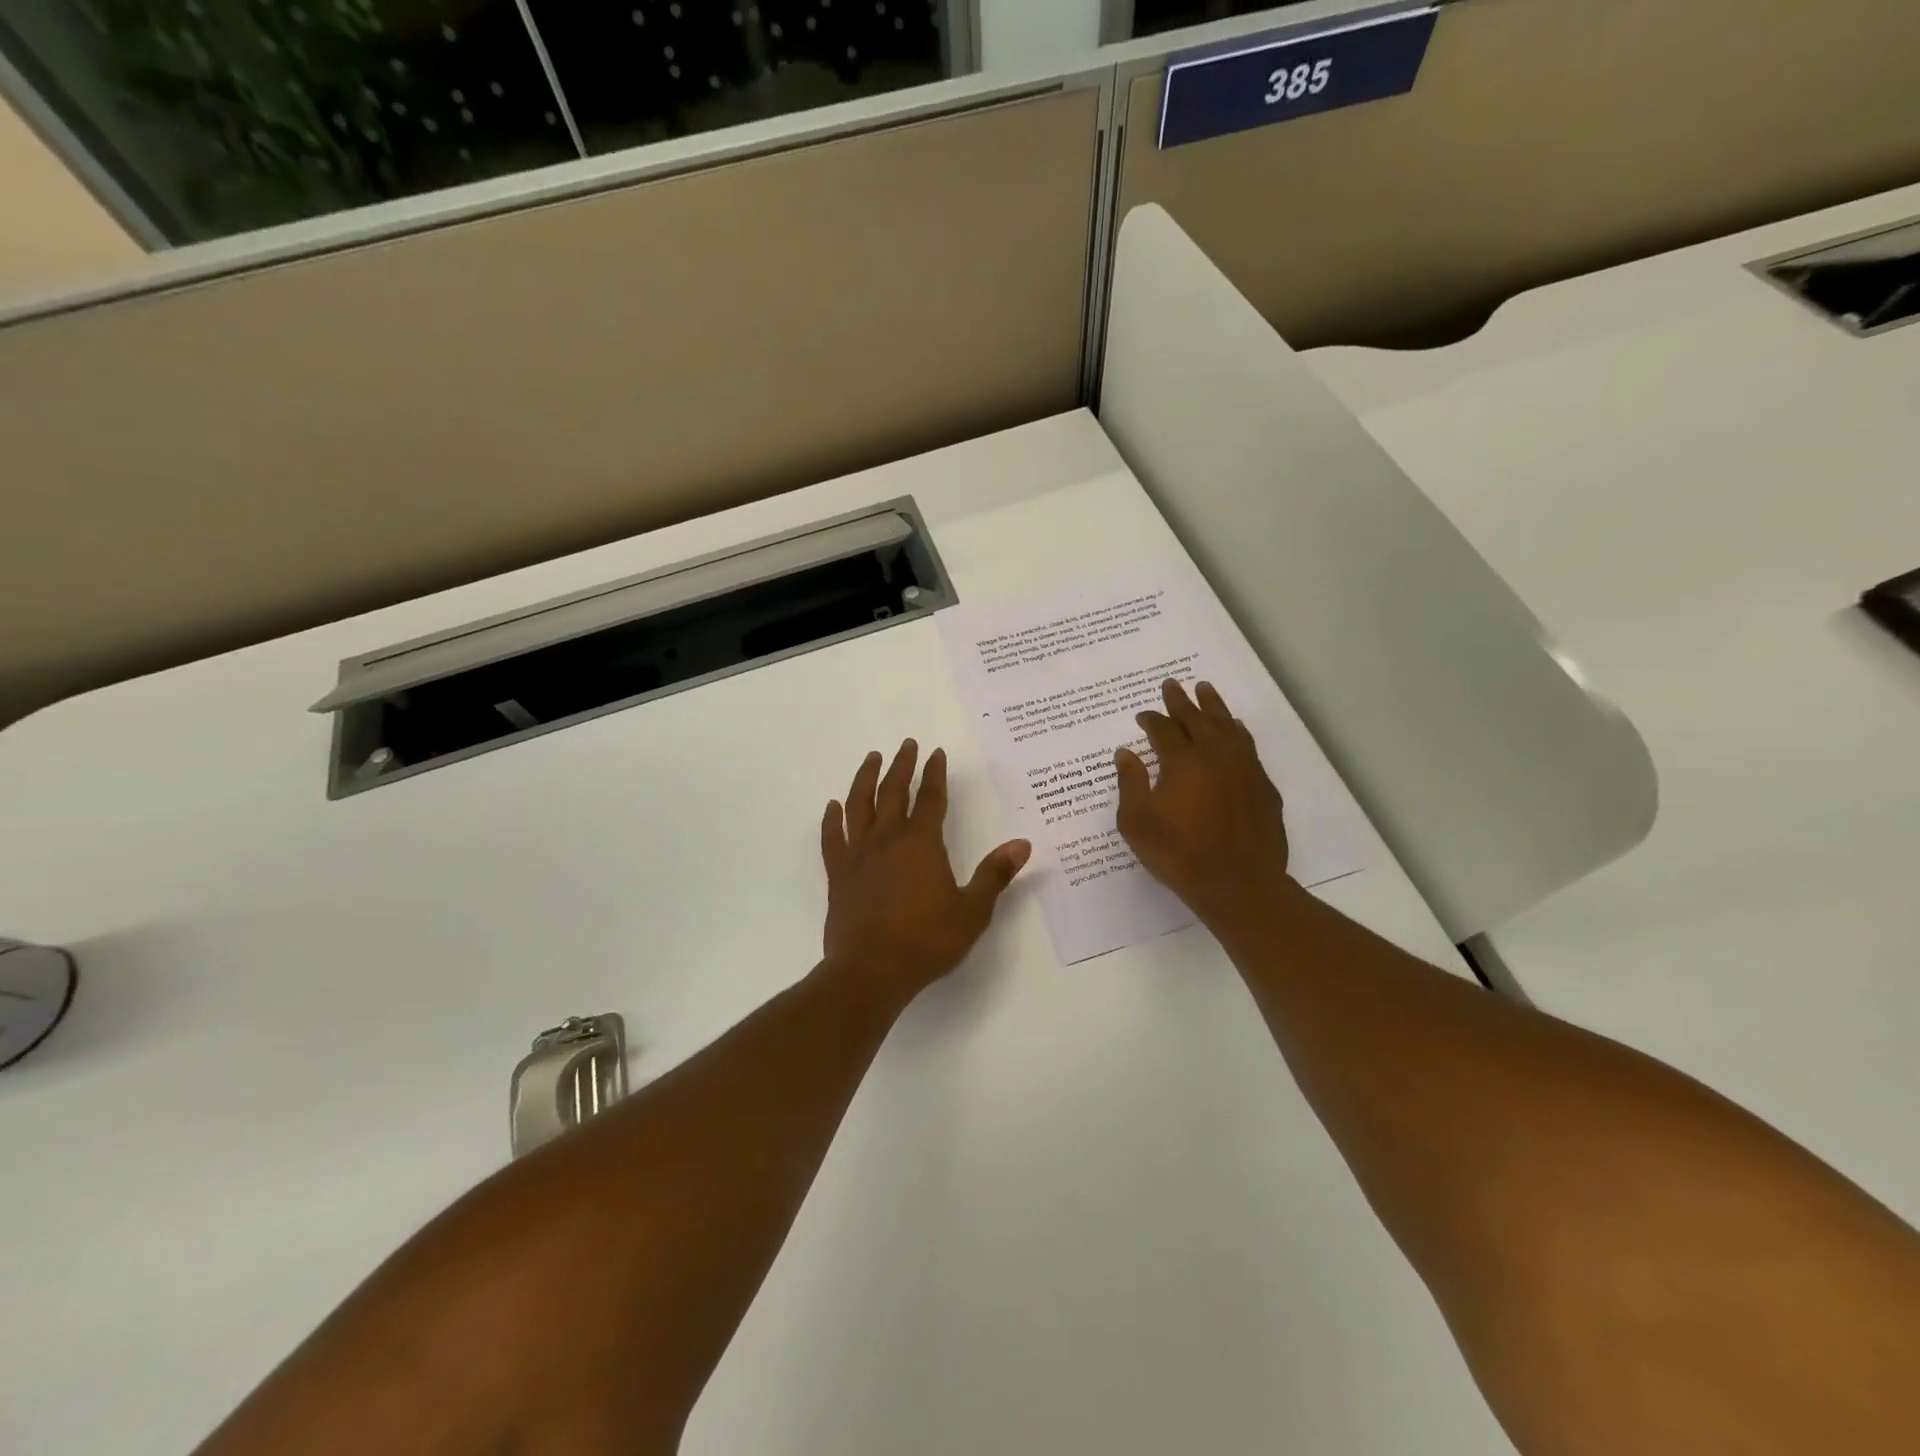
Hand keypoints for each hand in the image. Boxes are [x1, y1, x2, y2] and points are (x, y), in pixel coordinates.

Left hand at [821, 740, 1030, 1003]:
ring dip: (865, 779)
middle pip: (893, 792)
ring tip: (871, 758)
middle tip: (905, 744)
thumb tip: (1022, 843)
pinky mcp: (838, 874)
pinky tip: (832, 807)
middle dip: (901, 765)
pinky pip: (833, 838)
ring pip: (859, 805)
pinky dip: (832, 819)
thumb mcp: (972, 911)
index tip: (935, 753)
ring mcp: (858, 855)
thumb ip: (995, 874)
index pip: (931, 798)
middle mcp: (888, 839)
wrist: (870, 971)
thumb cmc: (926, 941)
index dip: (935, 773)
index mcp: (922, 843)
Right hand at [1115, 680, 1291, 929]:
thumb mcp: (1137, 823)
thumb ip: (1130, 783)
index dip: (1151, 720)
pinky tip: (1234, 729)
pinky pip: (1247, 746)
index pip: (1163, 730)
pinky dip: (1237, 731)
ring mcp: (1244, 768)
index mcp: (1182, 761)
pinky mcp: (1262, 786)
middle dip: (1181, 701)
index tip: (1143, 715)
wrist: (1238, 884)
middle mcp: (1215, 755)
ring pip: (1227, 726)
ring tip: (1205, 690)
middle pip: (1196, 718)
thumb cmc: (1179, 854)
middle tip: (1172, 685)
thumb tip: (1126, 753)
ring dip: (1213, 706)